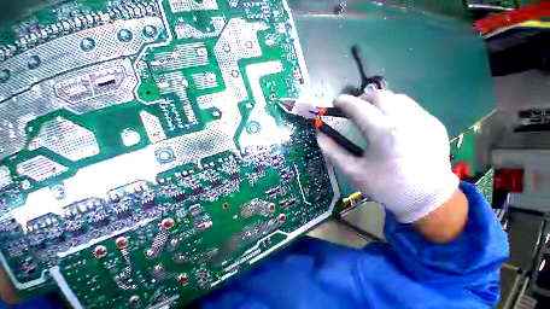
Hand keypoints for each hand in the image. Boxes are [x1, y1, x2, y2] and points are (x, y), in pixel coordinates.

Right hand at [317, 90, 459, 223]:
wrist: (427, 199)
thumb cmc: (386, 187)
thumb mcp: (353, 172)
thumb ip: (333, 151)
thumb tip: (320, 135)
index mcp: (383, 133)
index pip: (358, 107)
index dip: (344, 102)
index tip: (336, 102)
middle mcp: (405, 119)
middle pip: (379, 95)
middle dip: (361, 98)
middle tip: (353, 109)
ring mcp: (423, 119)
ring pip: (396, 97)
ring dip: (378, 102)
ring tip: (371, 114)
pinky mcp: (434, 123)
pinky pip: (410, 107)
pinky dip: (395, 108)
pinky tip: (391, 124)